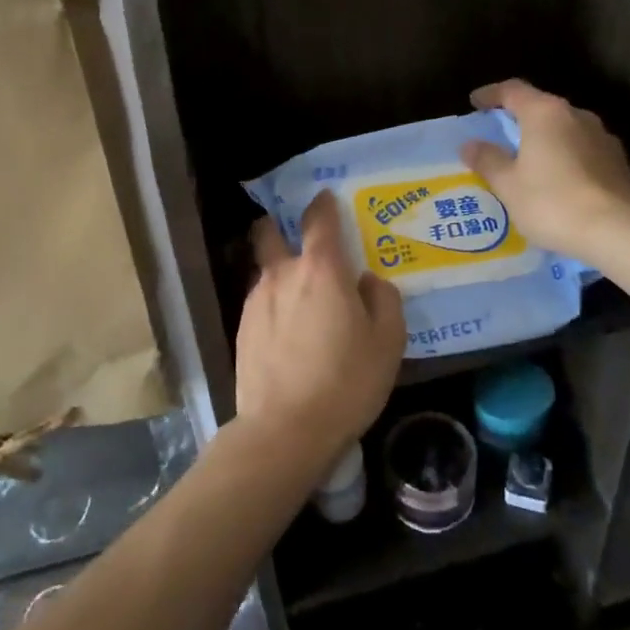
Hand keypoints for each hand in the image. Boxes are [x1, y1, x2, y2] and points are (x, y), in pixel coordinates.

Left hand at [235, 192, 405, 474]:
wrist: (285, 430)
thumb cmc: (345, 381)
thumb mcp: (387, 341)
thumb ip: (383, 300)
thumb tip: (367, 282)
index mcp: (320, 269)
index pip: (317, 218)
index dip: (323, 203)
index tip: (327, 198)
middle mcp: (282, 275)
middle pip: (269, 232)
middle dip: (279, 225)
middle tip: (301, 239)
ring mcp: (256, 302)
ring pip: (266, 270)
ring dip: (281, 271)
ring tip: (302, 298)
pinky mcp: (242, 330)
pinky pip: (260, 302)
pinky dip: (274, 304)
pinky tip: (289, 331)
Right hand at [460, 78, 629, 258]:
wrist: (619, 231)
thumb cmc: (553, 201)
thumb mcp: (508, 185)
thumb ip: (488, 160)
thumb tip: (470, 145)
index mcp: (545, 113)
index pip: (513, 90)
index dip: (491, 94)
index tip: (475, 103)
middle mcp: (576, 115)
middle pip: (541, 107)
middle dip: (519, 118)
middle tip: (499, 136)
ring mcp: (602, 137)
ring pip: (565, 129)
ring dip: (545, 139)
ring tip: (529, 162)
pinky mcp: (618, 162)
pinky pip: (582, 150)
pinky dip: (565, 157)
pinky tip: (558, 181)